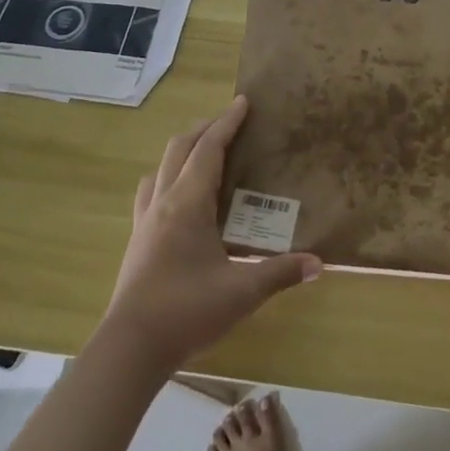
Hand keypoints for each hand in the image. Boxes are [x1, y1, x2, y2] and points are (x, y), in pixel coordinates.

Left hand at [101, 96, 320, 370]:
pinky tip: (178, 195)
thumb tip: (319, 263)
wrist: (129, 348)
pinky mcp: (137, 240)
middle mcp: (163, 202)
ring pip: (160, 167)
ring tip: (205, 152)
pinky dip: (167, 176)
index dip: (227, 123)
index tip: (243, 102)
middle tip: (230, 121)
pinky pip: (150, 191)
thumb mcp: (242, 292)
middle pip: (179, 148)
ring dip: (183, 150)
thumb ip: (281, 273)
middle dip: (205, 128)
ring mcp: (145, 220)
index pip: (209, 149)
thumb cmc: (187, 311)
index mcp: (188, 204)